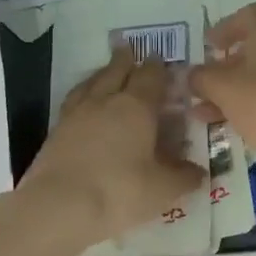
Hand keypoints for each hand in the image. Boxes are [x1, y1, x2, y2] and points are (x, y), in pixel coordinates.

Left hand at [19, 50, 206, 248]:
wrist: (58, 205)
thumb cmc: (119, 192)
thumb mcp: (162, 189)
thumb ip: (183, 177)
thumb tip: (199, 172)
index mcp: (136, 107)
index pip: (150, 77)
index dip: (158, 68)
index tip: (161, 60)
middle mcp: (105, 101)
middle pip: (116, 71)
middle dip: (125, 60)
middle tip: (128, 49)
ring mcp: (76, 113)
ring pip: (91, 83)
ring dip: (101, 73)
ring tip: (105, 71)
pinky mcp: (56, 130)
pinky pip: (73, 101)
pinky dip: (82, 94)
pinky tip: (83, 103)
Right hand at [190, 4, 255, 162]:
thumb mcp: (222, 88)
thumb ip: (201, 78)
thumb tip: (191, 75)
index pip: (247, 15)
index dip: (224, 29)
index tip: (208, 46)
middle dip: (230, 63)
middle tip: (210, 78)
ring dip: (239, 86)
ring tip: (211, 109)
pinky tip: (237, 122)